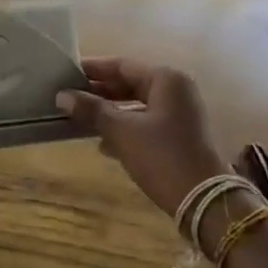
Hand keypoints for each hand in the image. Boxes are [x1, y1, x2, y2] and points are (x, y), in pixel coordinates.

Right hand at [58, 57, 226, 218]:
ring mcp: (181, 114)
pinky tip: (103, 144)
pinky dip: (125, 128)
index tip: (66, 73)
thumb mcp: (122, 132)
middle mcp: (176, 90)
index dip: (93, 70)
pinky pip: (146, 122)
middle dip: (99, 92)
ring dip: (110, 112)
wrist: (205, 202)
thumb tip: (62, 96)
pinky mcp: (181, 136)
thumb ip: (92, 110)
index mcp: (166, 79)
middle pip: (130, 83)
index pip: (122, 65)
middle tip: (69, 97)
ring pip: (137, 105)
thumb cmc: (162, 157)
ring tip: (80, 119)